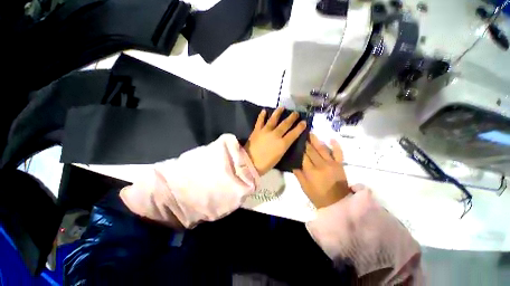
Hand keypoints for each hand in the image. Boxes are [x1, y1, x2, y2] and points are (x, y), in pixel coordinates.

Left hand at [244, 107, 306, 175]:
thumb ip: (283, 146)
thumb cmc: (266, 164)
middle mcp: (275, 135)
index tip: (304, 122)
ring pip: (273, 119)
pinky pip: (260, 121)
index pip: (294, 133)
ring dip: (278, 113)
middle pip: (285, 124)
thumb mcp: (279, 156)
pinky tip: (264, 111)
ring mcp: (265, 131)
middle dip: (292, 118)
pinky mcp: (256, 130)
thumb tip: (287, 140)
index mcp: (282, 144)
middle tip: (295, 113)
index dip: (300, 127)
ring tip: (281, 107)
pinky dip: (262, 116)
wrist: (249, 163)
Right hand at [293, 134, 349, 208]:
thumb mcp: (304, 187)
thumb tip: (293, 162)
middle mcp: (321, 165)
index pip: (303, 156)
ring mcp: (332, 163)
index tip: (295, 140)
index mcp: (311, 171)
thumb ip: (298, 173)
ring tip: (310, 132)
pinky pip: (339, 153)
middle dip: (305, 141)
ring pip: (322, 149)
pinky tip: (331, 138)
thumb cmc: (318, 196)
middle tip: (301, 133)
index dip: (299, 148)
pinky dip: (336, 145)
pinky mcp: (340, 164)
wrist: (337, 203)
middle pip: (311, 150)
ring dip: (316, 140)